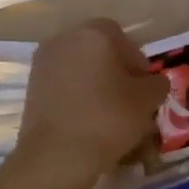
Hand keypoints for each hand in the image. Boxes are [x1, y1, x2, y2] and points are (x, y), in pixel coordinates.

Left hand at [13, 19, 168, 188]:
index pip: (124, 40)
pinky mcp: (31, 87)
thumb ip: (156, 84)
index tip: (145, 89)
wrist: (56, 155)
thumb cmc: (107, 119)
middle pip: (99, 52)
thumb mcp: (147, 101)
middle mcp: (65, 39)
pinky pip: (63, 87)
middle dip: (116, 74)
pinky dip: (77, 99)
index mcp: (94, 33)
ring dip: (96, 86)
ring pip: (80, 70)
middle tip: (130, 102)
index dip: (138, 63)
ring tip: (109, 116)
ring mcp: (44, 63)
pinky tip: (88, 123)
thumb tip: (153, 82)